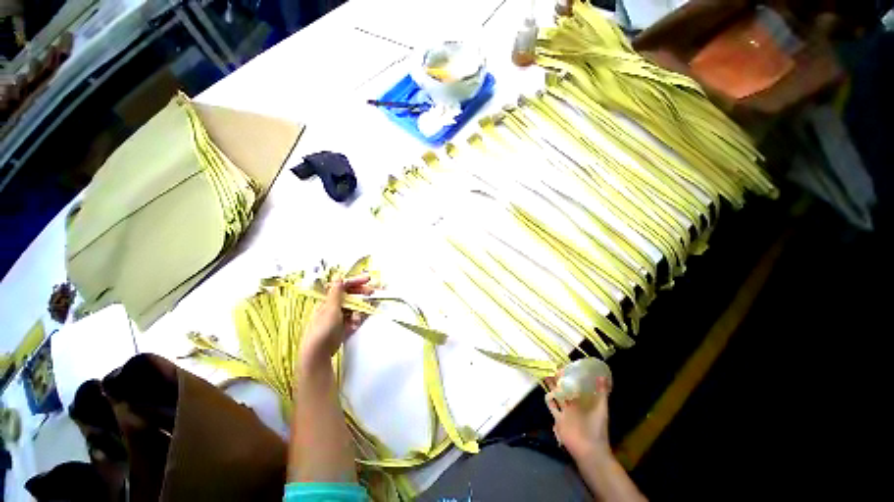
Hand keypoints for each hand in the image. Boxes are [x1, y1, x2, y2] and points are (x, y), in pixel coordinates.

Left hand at [301, 275, 373, 366]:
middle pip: (351, 295)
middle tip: (371, 293)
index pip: (344, 286)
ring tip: (357, 320)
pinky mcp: (343, 326)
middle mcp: (334, 306)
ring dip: (358, 311)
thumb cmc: (323, 328)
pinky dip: (356, 321)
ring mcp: (339, 316)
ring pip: (354, 308)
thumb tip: (337, 276)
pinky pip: (354, 319)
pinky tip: (354, 326)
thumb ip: (336, 292)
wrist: (318, 352)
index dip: (356, 281)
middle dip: (361, 294)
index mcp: (329, 299)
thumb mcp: (331, 308)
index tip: (368, 279)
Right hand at [546, 376, 612, 462]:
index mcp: (584, 402)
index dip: (571, 376)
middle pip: (565, 389)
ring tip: (546, 375)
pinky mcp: (558, 419)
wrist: (589, 450)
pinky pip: (552, 407)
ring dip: (552, 387)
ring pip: (557, 396)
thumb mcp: (601, 409)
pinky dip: (548, 400)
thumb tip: (603, 376)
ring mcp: (565, 412)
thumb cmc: (597, 429)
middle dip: (559, 380)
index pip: (576, 385)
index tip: (566, 366)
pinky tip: (545, 392)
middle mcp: (574, 405)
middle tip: (554, 368)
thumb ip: (602, 394)